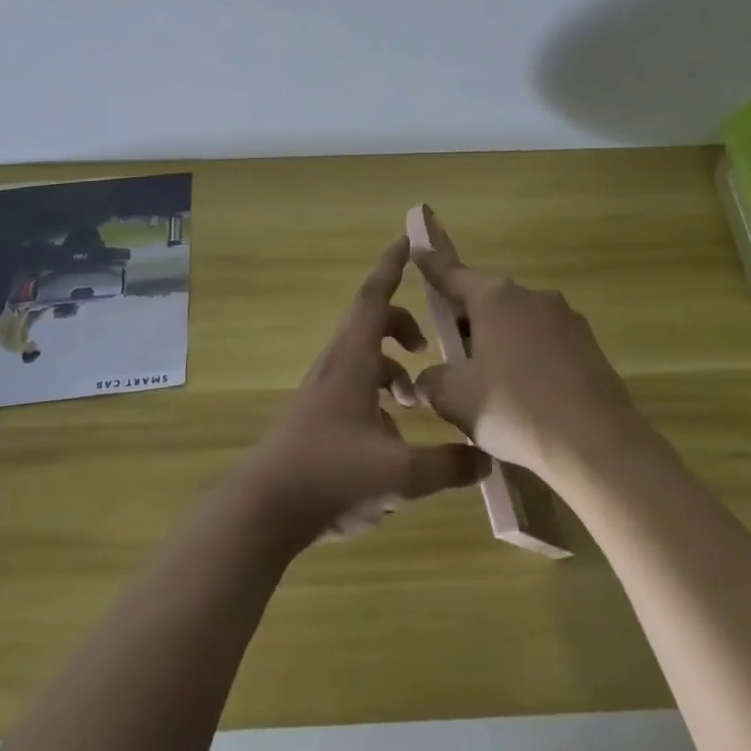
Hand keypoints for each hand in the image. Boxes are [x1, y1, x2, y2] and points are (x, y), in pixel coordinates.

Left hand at [234, 238, 490, 546]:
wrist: (263, 509)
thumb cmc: (330, 475)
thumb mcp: (399, 473)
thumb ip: (448, 465)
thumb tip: (487, 457)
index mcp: (352, 359)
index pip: (374, 297)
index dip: (391, 266)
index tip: (406, 241)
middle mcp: (336, 365)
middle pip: (369, 323)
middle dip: (401, 325)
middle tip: (427, 345)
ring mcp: (322, 391)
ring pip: (361, 358)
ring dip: (390, 366)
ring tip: (415, 399)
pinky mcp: (316, 416)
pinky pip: (353, 386)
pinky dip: (376, 393)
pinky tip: (392, 437)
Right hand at [411, 245, 641, 481]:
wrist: (597, 444)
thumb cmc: (516, 409)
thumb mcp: (456, 399)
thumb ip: (431, 381)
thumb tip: (427, 379)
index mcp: (494, 298)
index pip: (452, 273)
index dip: (431, 264)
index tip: (418, 249)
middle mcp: (530, 296)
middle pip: (486, 300)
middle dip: (466, 321)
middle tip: (452, 354)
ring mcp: (565, 318)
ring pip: (517, 321)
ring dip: (499, 341)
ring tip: (491, 384)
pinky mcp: (588, 344)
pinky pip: (545, 342)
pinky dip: (529, 358)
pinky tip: (527, 395)